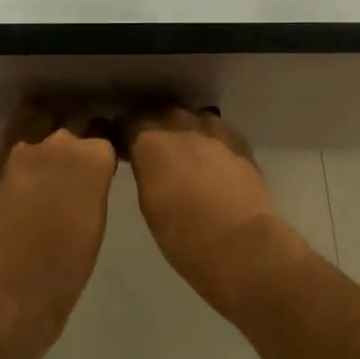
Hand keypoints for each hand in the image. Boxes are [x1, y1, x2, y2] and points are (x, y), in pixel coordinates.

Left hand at [0, 101, 117, 358]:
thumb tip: (88, 174)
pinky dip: (27, 127)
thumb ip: (94, 184)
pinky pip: (17, 128)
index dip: (107, 141)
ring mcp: (26, 148)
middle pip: (76, 118)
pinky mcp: (0, 160)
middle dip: (82, 127)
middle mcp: (61, 141)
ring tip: (56, 137)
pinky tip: (32, 140)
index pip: (106, 132)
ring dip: (53, 122)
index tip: (107, 152)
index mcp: (94, 157)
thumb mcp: (96, 220)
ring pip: (44, 117)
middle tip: (84, 145)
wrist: (13, 288)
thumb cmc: (68, 265)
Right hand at [123, 106, 306, 311]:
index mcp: (150, 140)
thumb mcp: (148, 202)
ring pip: (190, 116)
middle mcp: (180, 125)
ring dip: (181, 128)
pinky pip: (216, 129)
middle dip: (151, 126)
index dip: (120, 132)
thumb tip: (144, 159)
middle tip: (148, 147)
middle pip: (159, 113)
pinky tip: (209, 155)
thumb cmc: (183, 235)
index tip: (118, 145)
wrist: (241, 245)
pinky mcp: (239, 142)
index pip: (127, 122)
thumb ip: (144, 170)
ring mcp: (213, 130)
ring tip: (180, 149)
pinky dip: (207, 138)